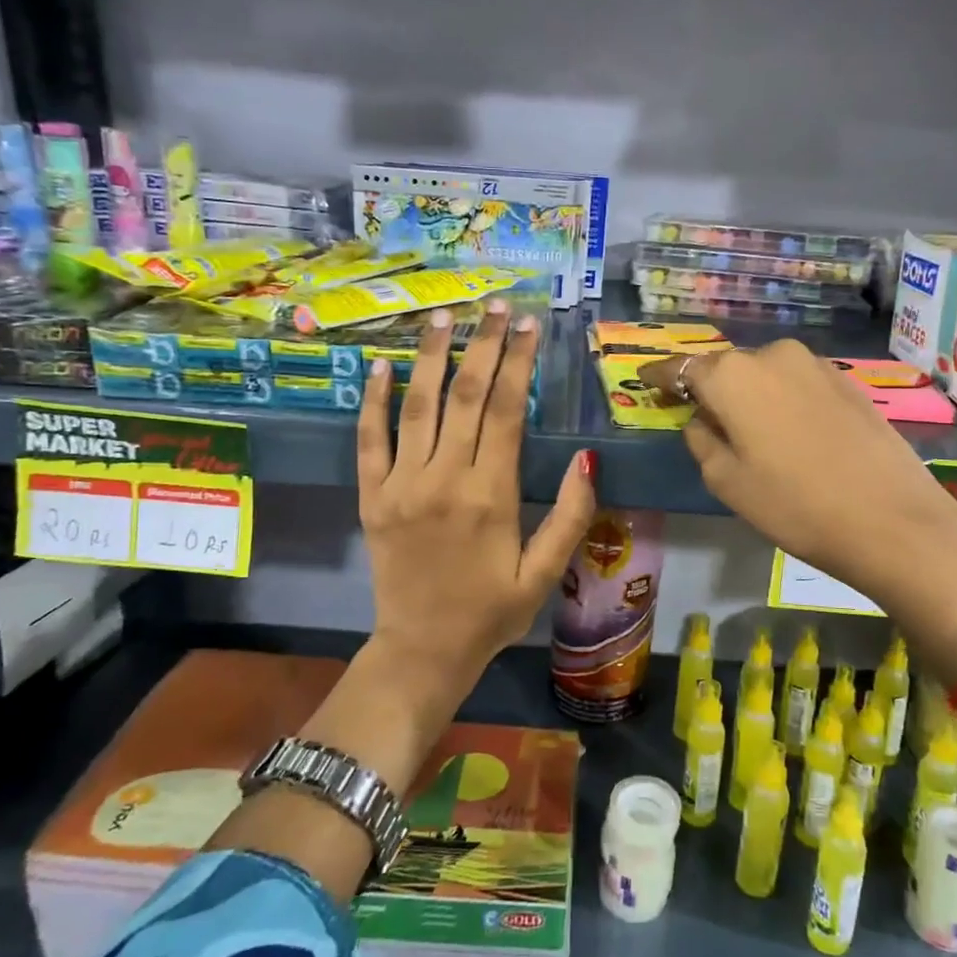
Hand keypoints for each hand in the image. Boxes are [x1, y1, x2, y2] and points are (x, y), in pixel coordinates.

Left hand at [359, 301, 595, 696]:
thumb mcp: (543, 573)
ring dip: (431, 357)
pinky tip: (380, 366)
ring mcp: (401, 485)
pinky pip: (368, 441)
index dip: (518, 362)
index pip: (505, 411)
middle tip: (495, 305)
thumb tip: (588, 456)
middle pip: (465, 396)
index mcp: (490, 494)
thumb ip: (569, 514)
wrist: (422, 651)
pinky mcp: (372, 497)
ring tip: (444, 316)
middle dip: (482, 345)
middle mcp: (443, 478)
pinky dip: (373, 401)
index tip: (528, 325)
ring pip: (417, 406)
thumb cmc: (490, 613)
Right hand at [641, 341, 956, 680]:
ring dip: (750, 394)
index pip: (682, 367)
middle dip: (710, 388)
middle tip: (702, 418)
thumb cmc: (794, 505)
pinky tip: (790, 431)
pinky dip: (782, 398)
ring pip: (764, 373)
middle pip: (726, 368)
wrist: (892, 520)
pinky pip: (796, 382)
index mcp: (732, 376)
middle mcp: (771, 354)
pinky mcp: (847, 381)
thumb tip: (701, 419)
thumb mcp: (727, 481)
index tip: (645, 381)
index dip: (660, 376)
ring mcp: (814, 364)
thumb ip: (702, 440)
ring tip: (750, 431)